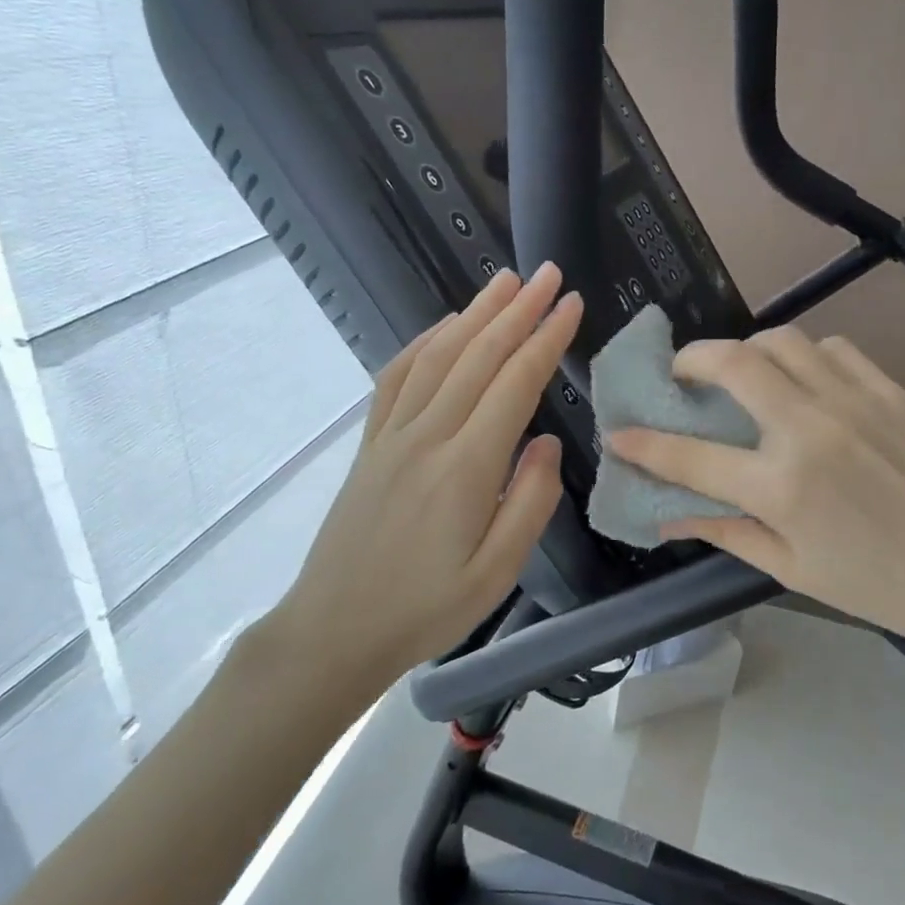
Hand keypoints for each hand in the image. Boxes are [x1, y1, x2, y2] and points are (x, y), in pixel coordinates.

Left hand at [259, 267, 581, 717]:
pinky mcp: (371, 444)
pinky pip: (396, 378)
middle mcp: (427, 437)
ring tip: (504, 282)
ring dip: (473, 315)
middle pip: (478, 356)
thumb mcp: (497, 572)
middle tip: (547, 273)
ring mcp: (392, 436)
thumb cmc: (426, 609)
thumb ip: (530, 502)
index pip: (515, 384)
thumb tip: (546, 442)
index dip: (545, 339)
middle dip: (517, 310)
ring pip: (438, 357)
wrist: (334, 631)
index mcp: (466, 468)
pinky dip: (423, 343)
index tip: (570, 305)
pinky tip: (443, 328)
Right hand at [607, 327, 904, 645]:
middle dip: (690, 360)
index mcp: (781, 487)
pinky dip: (802, 355)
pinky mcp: (886, 387)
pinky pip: (830, 347)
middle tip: (682, 376)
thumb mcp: (793, 569)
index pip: (689, 455)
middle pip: (732, 362)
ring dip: (748, 350)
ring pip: (780, 339)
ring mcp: (851, 400)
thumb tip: (670, 513)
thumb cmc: (881, 584)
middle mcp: (808, 429)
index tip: (618, 432)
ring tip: (743, 376)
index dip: (644, 443)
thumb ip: (727, 531)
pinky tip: (803, 382)